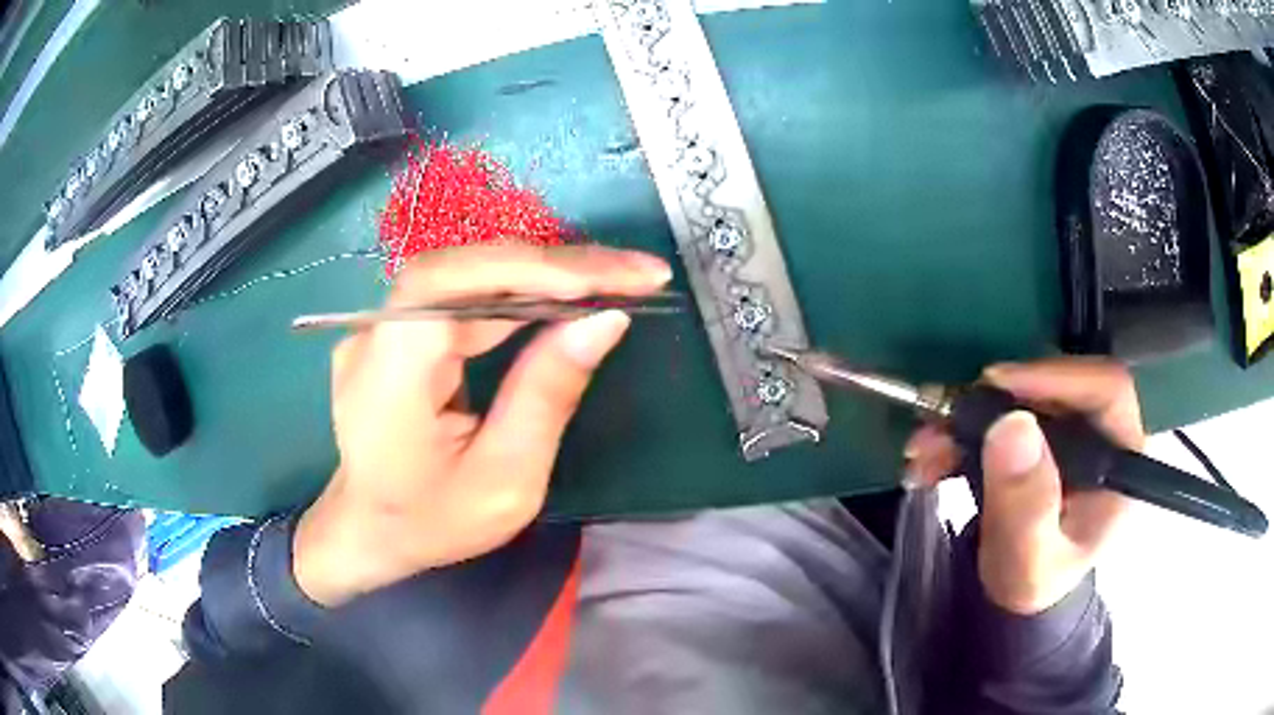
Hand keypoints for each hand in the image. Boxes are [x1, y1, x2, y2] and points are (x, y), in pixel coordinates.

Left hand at [293, 245, 671, 605]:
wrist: (369, 532)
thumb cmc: (433, 522)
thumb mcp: (505, 479)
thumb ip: (548, 395)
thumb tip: (605, 320)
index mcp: (389, 375)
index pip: (452, 283)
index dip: (533, 267)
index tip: (616, 277)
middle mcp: (375, 334)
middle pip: (467, 271)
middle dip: (559, 268)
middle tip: (638, 274)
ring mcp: (381, 327)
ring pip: (469, 277)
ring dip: (546, 275)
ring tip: (616, 281)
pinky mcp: (397, 331)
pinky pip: (463, 297)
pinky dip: (519, 293)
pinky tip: (563, 297)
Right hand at [905, 359, 1143, 614]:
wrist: (1016, 596)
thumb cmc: (1034, 585)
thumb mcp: (1030, 563)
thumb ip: (1026, 507)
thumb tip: (1012, 426)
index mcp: (1119, 457)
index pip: (1105, 389)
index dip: (1057, 377)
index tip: (998, 385)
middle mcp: (1098, 432)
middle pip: (1056, 385)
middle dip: (995, 400)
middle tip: (946, 418)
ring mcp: (1067, 431)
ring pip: (1022, 397)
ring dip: (968, 416)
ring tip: (927, 447)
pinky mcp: (1036, 435)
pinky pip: (1000, 415)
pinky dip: (962, 431)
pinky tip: (932, 456)